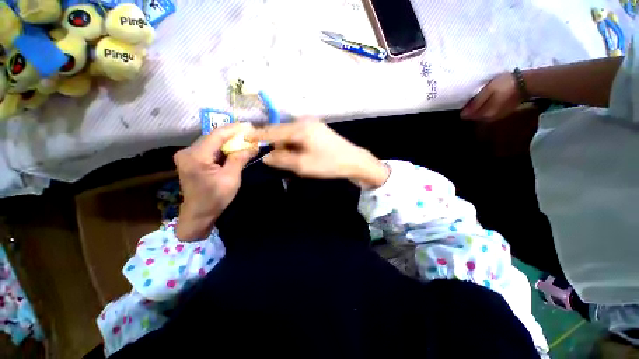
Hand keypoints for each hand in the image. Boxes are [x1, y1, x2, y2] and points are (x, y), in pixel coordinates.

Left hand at [174, 123, 257, 240]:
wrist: (198, 213)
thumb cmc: (215, 198)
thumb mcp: (231, 178)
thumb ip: (240, 158)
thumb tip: (253, 145)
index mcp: (196, 157)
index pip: (217, 135)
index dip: (235, 129)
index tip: (250, 127)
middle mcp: (187, 151)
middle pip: (213, 136)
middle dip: (233, 134)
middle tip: (250, 134)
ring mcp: (187, 155)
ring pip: (212, 141)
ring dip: (228, 140)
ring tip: (245, 139)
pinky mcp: (190, 159)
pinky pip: (209, 148)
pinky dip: (222, 147)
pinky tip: (233, 148)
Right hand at [249, 119, 389, 188]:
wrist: (354, 161)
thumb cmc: (328, 164)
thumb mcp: (302, 165)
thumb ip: (281, 159)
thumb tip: (266, 156)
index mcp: (299, 128)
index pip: (272, 131)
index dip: (257, 136)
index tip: (243, 138)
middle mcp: (304, 122)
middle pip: (281, 133)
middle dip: (276, 147)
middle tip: (276, 162)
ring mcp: (312, 125)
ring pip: (290, 136)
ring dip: (287, 148)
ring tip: (292, 162)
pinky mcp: (317, 130)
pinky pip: (299, 137)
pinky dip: (295, 147)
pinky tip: (300, 157)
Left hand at [461, 72, 522, 120]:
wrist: (526, 83)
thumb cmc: (505, 85)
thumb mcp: (487, 91)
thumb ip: (475, 103)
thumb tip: (462, 114)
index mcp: (483, 114)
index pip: (465, 116)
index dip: (463, 109)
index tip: (464, 101)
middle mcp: (488, 119)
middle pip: (472, 116)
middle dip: (470, 110)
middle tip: (471, 99)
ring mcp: (495, 117)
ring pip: (479, 115)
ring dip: (477, 109)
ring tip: (480, 98)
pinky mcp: (501, 114)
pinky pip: (488, 113)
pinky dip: (485, 108)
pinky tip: (488, 100)